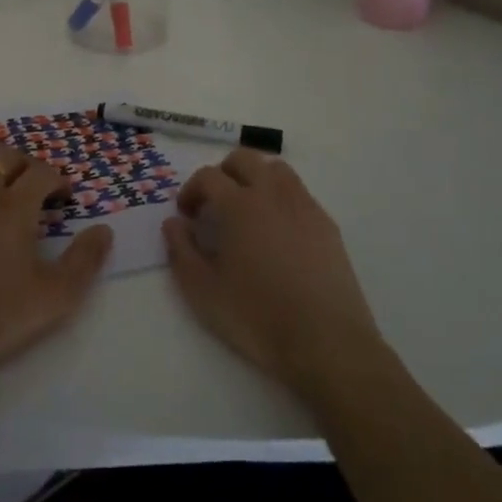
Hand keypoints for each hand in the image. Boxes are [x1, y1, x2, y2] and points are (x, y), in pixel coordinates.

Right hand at [162, 148, 387, 403]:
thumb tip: (174, 223)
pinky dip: (281, 198)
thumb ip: (181, 250)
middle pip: (244, 159)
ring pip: (276, 169)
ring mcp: (304, 206)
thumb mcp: (203, 291)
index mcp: (239, 204)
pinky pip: (299, 193)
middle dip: (223, 173)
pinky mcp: (327, 224)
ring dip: (256, 178)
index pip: (208, 176)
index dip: (191, 190)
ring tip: (247, 209)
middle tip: (214, 204)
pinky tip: (278, 231)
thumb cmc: (257, 316)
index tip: (186, 215)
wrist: (326, 342)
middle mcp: (272, 194)